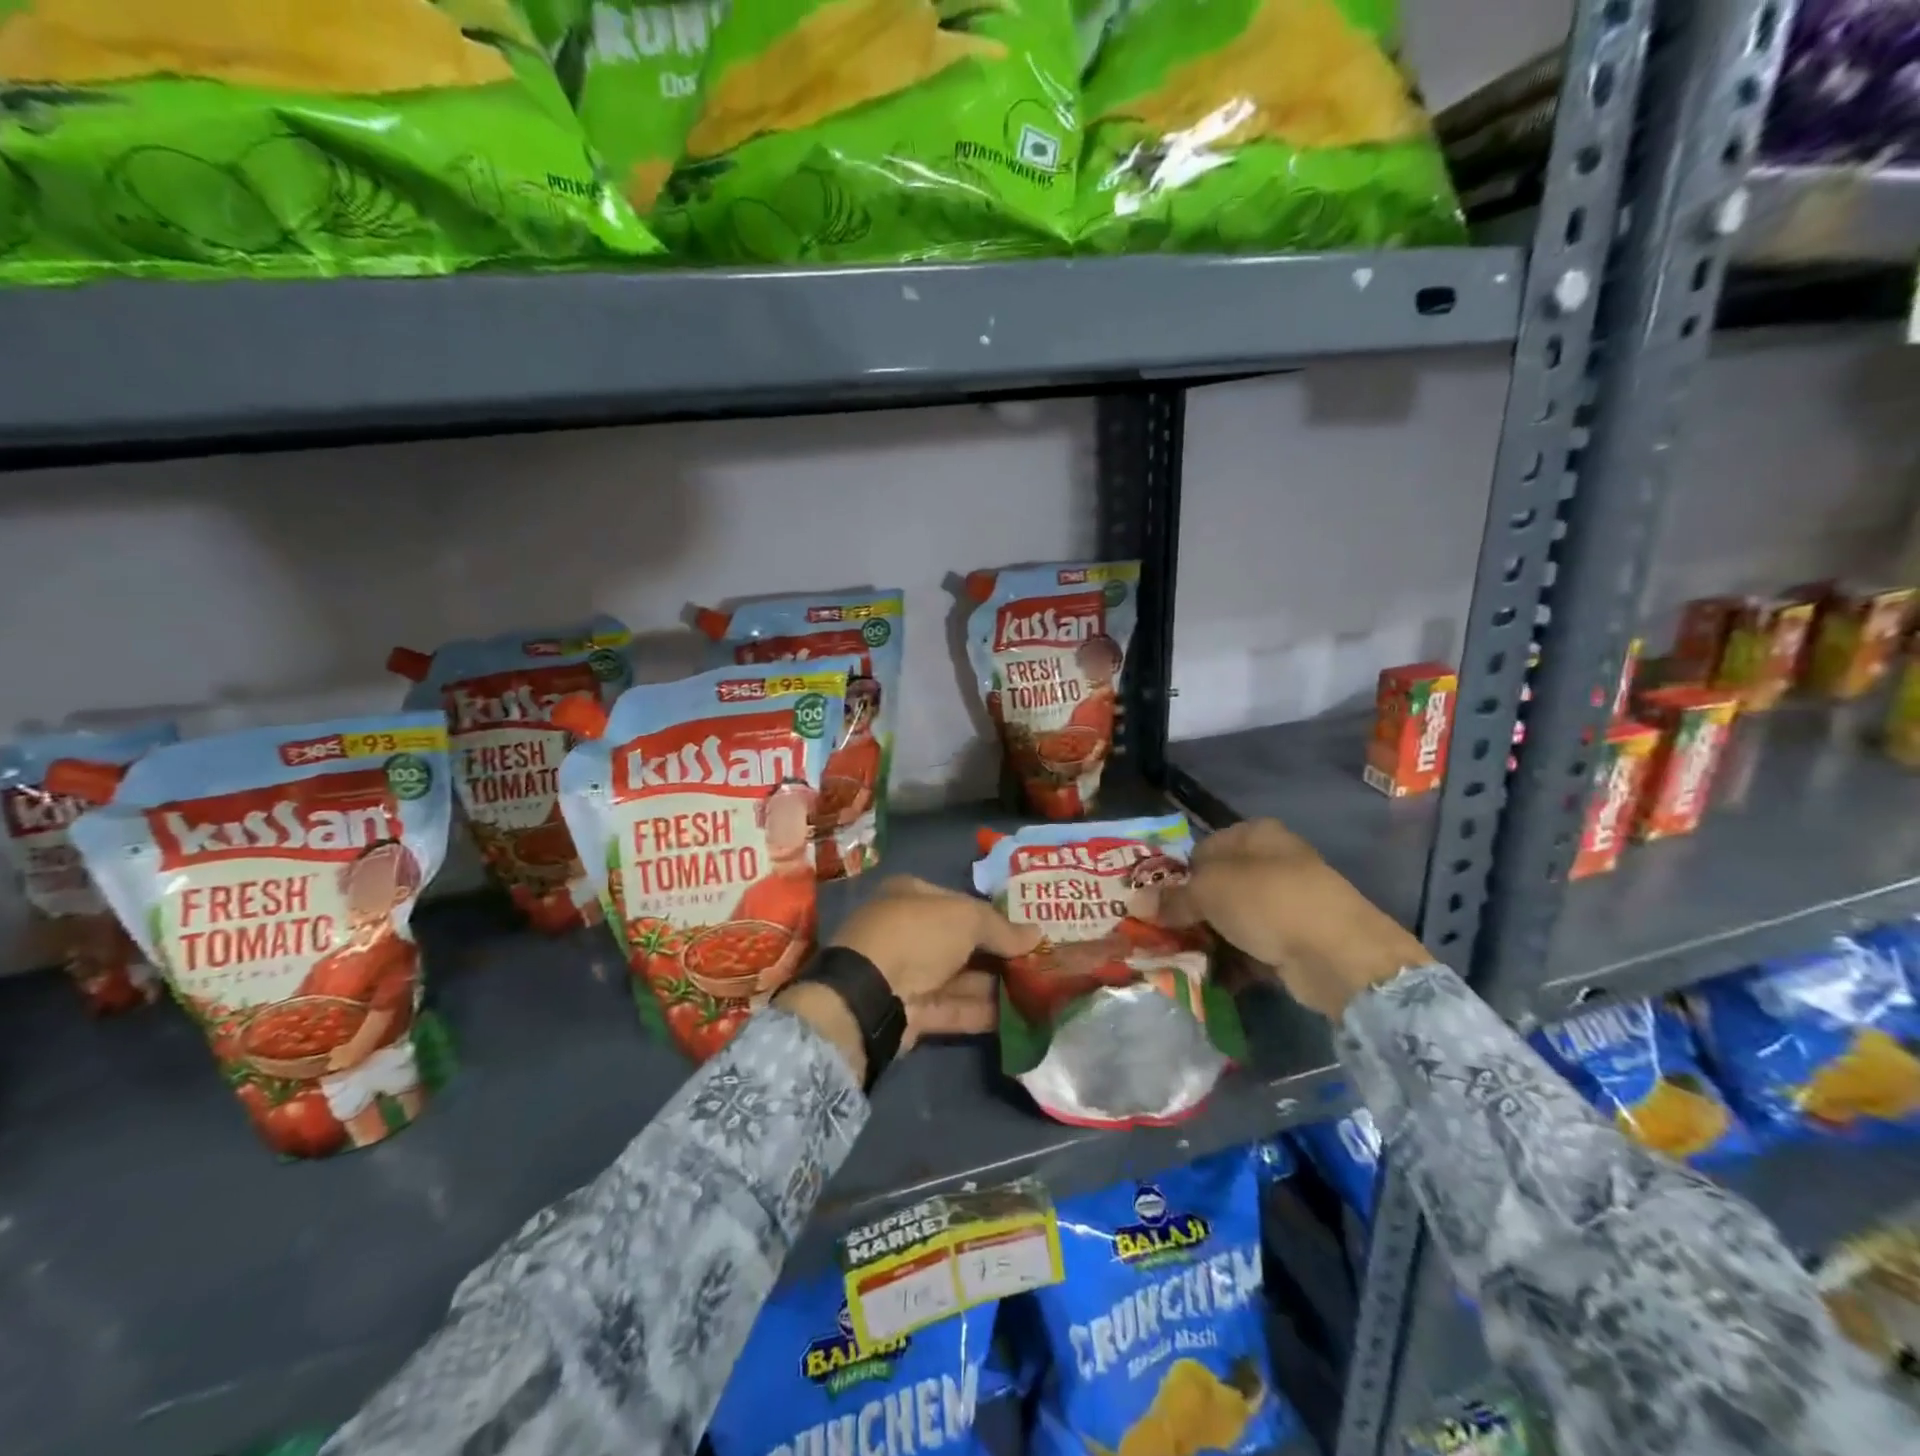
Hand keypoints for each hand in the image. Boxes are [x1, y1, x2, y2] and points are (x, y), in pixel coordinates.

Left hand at [830, 876, 1039, 1042]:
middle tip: (1037, 963)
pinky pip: (953, 1008)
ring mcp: (907, 973)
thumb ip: (1001, 928)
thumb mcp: (966, 918)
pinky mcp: (911, 1011)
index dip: (993, 915)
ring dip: (994, 985)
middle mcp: (907, 931)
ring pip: (959, 978)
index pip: (959, 902)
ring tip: (1037, 992)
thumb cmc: (918, 935)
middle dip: (997, 953)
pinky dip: (981, 1012)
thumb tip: (1036, 934)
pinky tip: (1017, 1018)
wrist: (870, 993)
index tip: (1025, 930)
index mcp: (911, 896)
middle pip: (960, 942)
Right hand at [1160, 819, 1429, 1018]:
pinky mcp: (1295, 940)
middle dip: (1189, 911)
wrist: (1340, 955)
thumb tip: (1135, 901)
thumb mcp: (1210, 891)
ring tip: (1180, 959)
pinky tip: (1210, 976)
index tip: (1155, 904)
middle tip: (1162, 934)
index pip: (1200, 850)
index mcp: (1254, 834)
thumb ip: (1172, 897)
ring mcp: (1286, 902)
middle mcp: (1272, 862)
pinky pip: (1252, 946)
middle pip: (1216, 886)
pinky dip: (1232, 960)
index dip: (1176, 876)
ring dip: (1208, 939)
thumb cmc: (1269, 902)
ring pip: (1232, 919)